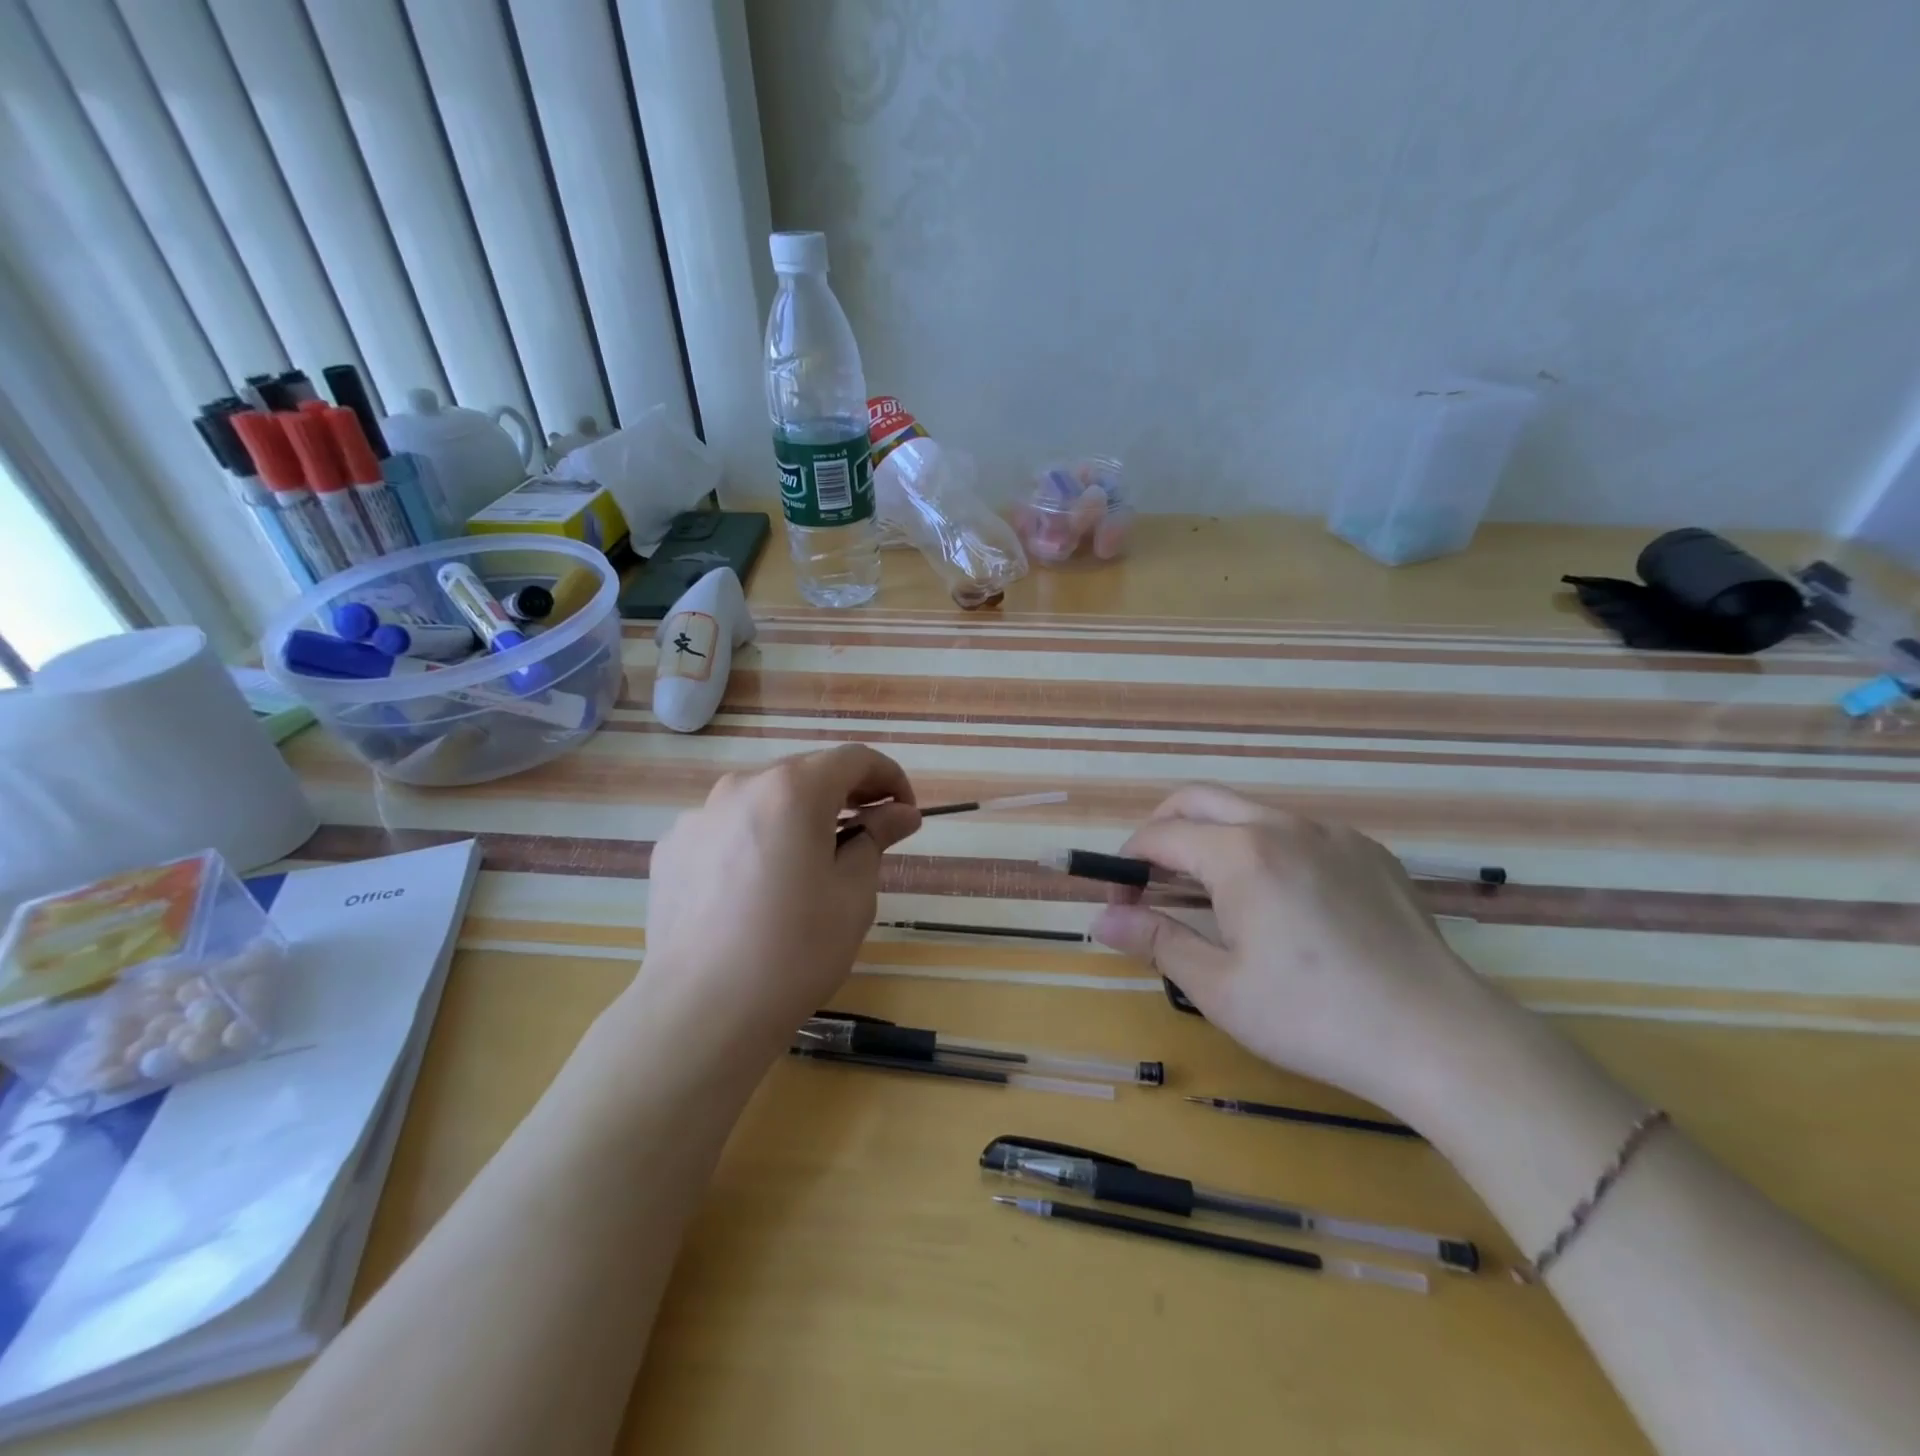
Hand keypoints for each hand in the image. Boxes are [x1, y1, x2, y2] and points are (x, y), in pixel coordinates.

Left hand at [639, 746, 921, 1049]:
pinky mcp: (672, 849)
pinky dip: (754, 840)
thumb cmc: (796, 950)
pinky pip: (726, 829)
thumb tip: (900, 813)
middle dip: (844, 795)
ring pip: (763, 800)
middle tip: (868, 833)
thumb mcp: (853, 894)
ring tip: (810, 863)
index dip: (889, 778)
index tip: (905, 812)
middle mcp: (741, 787)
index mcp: (793, 790)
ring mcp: (698, 817)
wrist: (702, 1011)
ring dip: (796, 817)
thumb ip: (875, 838)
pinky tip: (758, 887)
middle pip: (805, 773)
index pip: (853, 759)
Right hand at [1089, 785, 1501, 1116]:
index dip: (1127, 865)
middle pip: (1198, 800)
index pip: (1159, 836)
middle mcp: (1283, 825)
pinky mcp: (1369, 851)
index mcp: (1240, 853)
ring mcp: (1332, 833)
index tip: (1119, 904)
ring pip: (1249, 813)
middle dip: (1160, 830)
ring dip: (1213, 840)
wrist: (1439, 1037)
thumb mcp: (1219, 987)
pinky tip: (1283, 904)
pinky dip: (1266, 850)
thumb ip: (1155, 941)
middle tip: (1149, 878)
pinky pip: (1299, 832)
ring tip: (1213, 896)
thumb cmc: (1314, 1016)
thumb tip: (1101, 921)